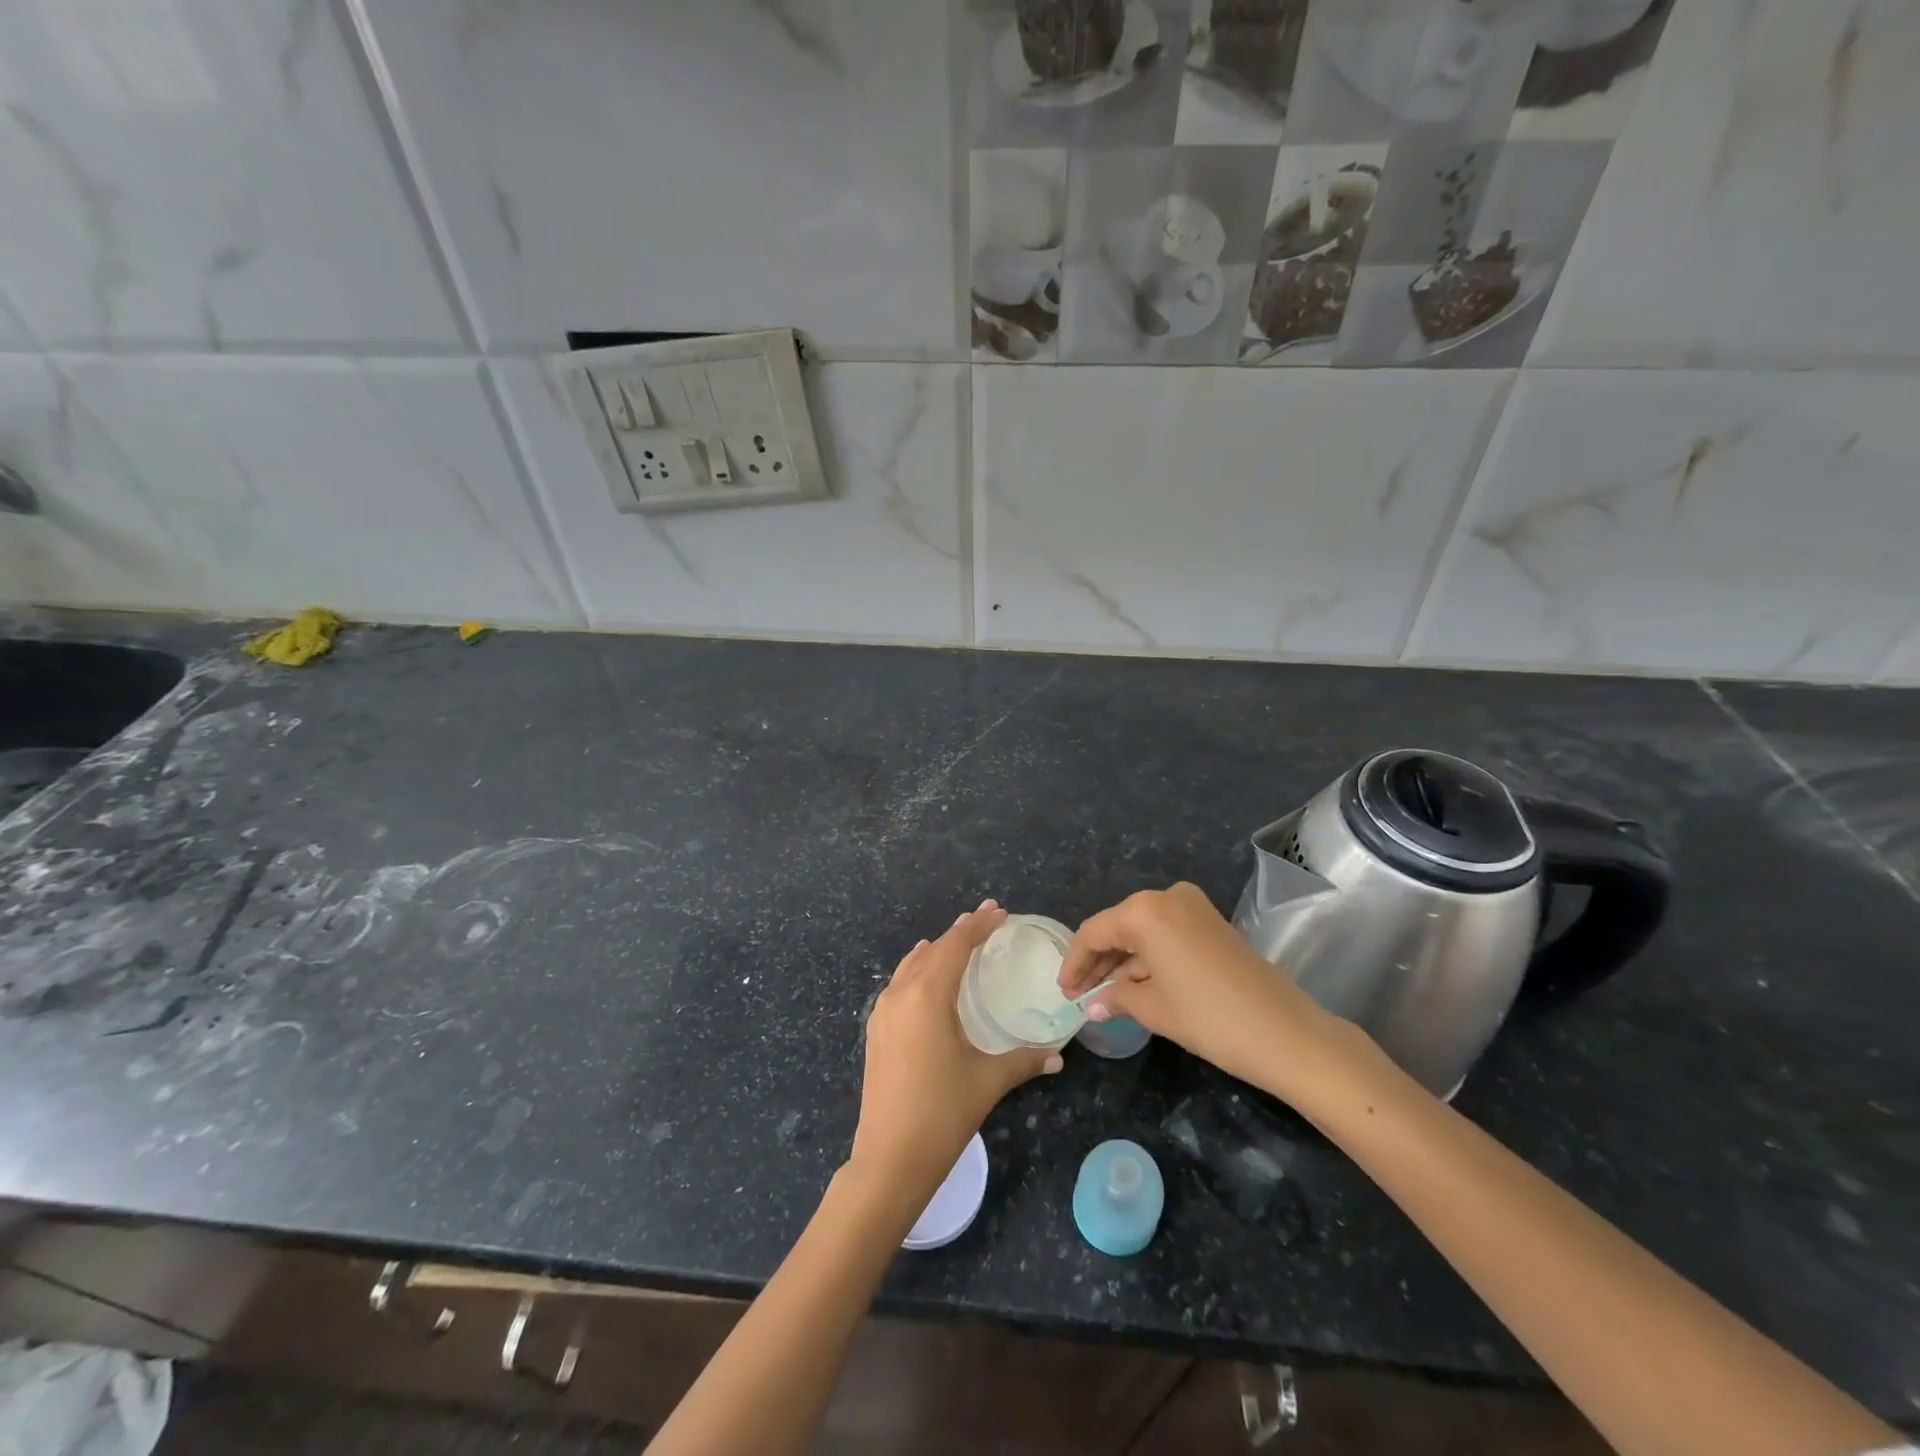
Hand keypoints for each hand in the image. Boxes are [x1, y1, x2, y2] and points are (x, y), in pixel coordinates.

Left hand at [849, 900, 1061, 1204]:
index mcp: (928, 996)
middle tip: (987, 921)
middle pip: (933, 950)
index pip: (955, 945)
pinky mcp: (875, 1031)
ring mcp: (883, 1012)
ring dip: (936, 950)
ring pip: (911, 965)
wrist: (889, 1159)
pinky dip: (917, 970)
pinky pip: (898, 984)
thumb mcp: (988, 1081)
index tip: (999, 910)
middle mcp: (901, 994)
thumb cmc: (942, 1113)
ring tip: (958, 941)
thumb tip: (1057, 1055)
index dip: (978, 925)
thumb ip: (1024, 1060)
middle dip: (960, 933)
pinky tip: (926, 977)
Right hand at [1058, 883, 1359, 1104]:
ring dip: (1124, 962)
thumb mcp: (1153, 1009)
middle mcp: (1167, 898)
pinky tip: (1137, 986)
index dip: (1075, 963)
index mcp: (1145, 910)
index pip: (1094, 932)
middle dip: (1098, 962)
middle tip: (1081, 996)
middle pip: (1118, 927)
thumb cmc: (1209, 1017)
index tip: (1064, 993)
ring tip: (1106, 997)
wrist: (1286, 1032)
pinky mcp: (1212, 923)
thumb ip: (1116, 998)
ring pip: (1143, 932)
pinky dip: (1149, 958)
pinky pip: (1167, 935)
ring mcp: (1194, 908)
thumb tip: (1093, 1005)